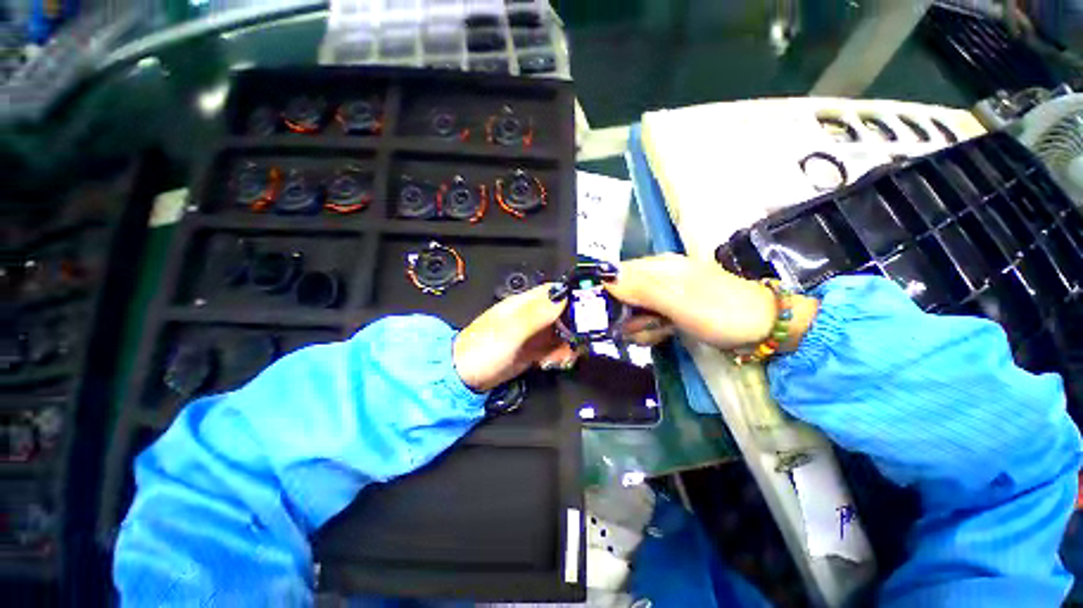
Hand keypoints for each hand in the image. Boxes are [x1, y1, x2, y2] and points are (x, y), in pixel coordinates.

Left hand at [453, 284, 577, 391]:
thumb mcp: (511, 330)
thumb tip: (563, 294)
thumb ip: (537, 313)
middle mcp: (532, 316)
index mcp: (525, 303)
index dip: (574, 296)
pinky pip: (555, 349)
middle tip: (577, 342)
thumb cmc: (482, 349)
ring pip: (562, 333)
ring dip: (568, 345)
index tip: (590, 309)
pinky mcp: (534, 350)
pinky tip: (553, 363)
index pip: (555, 291)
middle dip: (574, 327)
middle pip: (564, 313)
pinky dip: (559, 356)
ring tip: (561, 358)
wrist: (464, 377)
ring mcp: (534, 334)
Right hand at [604, 254, 818, 350]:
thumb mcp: (678, 300)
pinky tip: (664, 333)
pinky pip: (647, 320)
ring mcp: (664, 294)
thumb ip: (640, 289)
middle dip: (628, 316)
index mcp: (658, 266)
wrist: (763, 329)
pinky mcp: (670, 310)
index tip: (611, 315)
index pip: (616, 274)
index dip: (608, 294)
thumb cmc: (720, 312)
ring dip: (640, 326)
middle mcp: (657, 277)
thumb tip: (605, 277)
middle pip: (622, 295)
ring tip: (660, 331)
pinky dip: (651, 330)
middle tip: (644, 327)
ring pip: (633, 311)